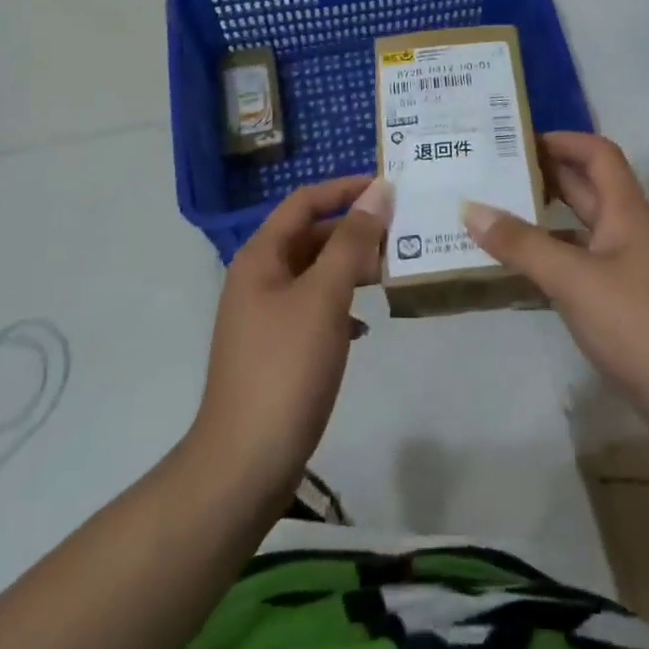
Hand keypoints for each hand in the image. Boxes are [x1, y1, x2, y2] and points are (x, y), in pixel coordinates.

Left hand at [191, 176, 390, 507]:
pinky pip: (315, 309)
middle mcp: (259, 278)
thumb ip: (352, 241)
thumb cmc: (286, 366)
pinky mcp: (277, 349)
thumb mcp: (324, 296)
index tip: (388, 187)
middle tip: (402, 232)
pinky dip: (341, 306)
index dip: (344, 188)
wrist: (246, 461)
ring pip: (315, 273)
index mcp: (261, 257)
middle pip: (310, 235)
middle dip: (354, 230)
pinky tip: (365, 325)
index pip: (304, 201)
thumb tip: (378, 190)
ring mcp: (265, 315)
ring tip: (392, 272)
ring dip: (351, 267)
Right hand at [462, 133, 648, 429]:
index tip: (518, 140)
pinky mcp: (620, 299)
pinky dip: (551, 254)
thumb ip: (522, 245)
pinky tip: (521, 265)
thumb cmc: (637, 323)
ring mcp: (625, 266)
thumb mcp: (574, 280)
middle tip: (494, 171)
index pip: (598, 154)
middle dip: (545, 174)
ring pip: (581, 226)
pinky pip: (580, 260)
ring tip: (496, 211)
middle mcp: (626, 230)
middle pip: (587, 186)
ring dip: (545, 215)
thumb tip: (470, 208)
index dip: (563, 139)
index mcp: (625, 211)